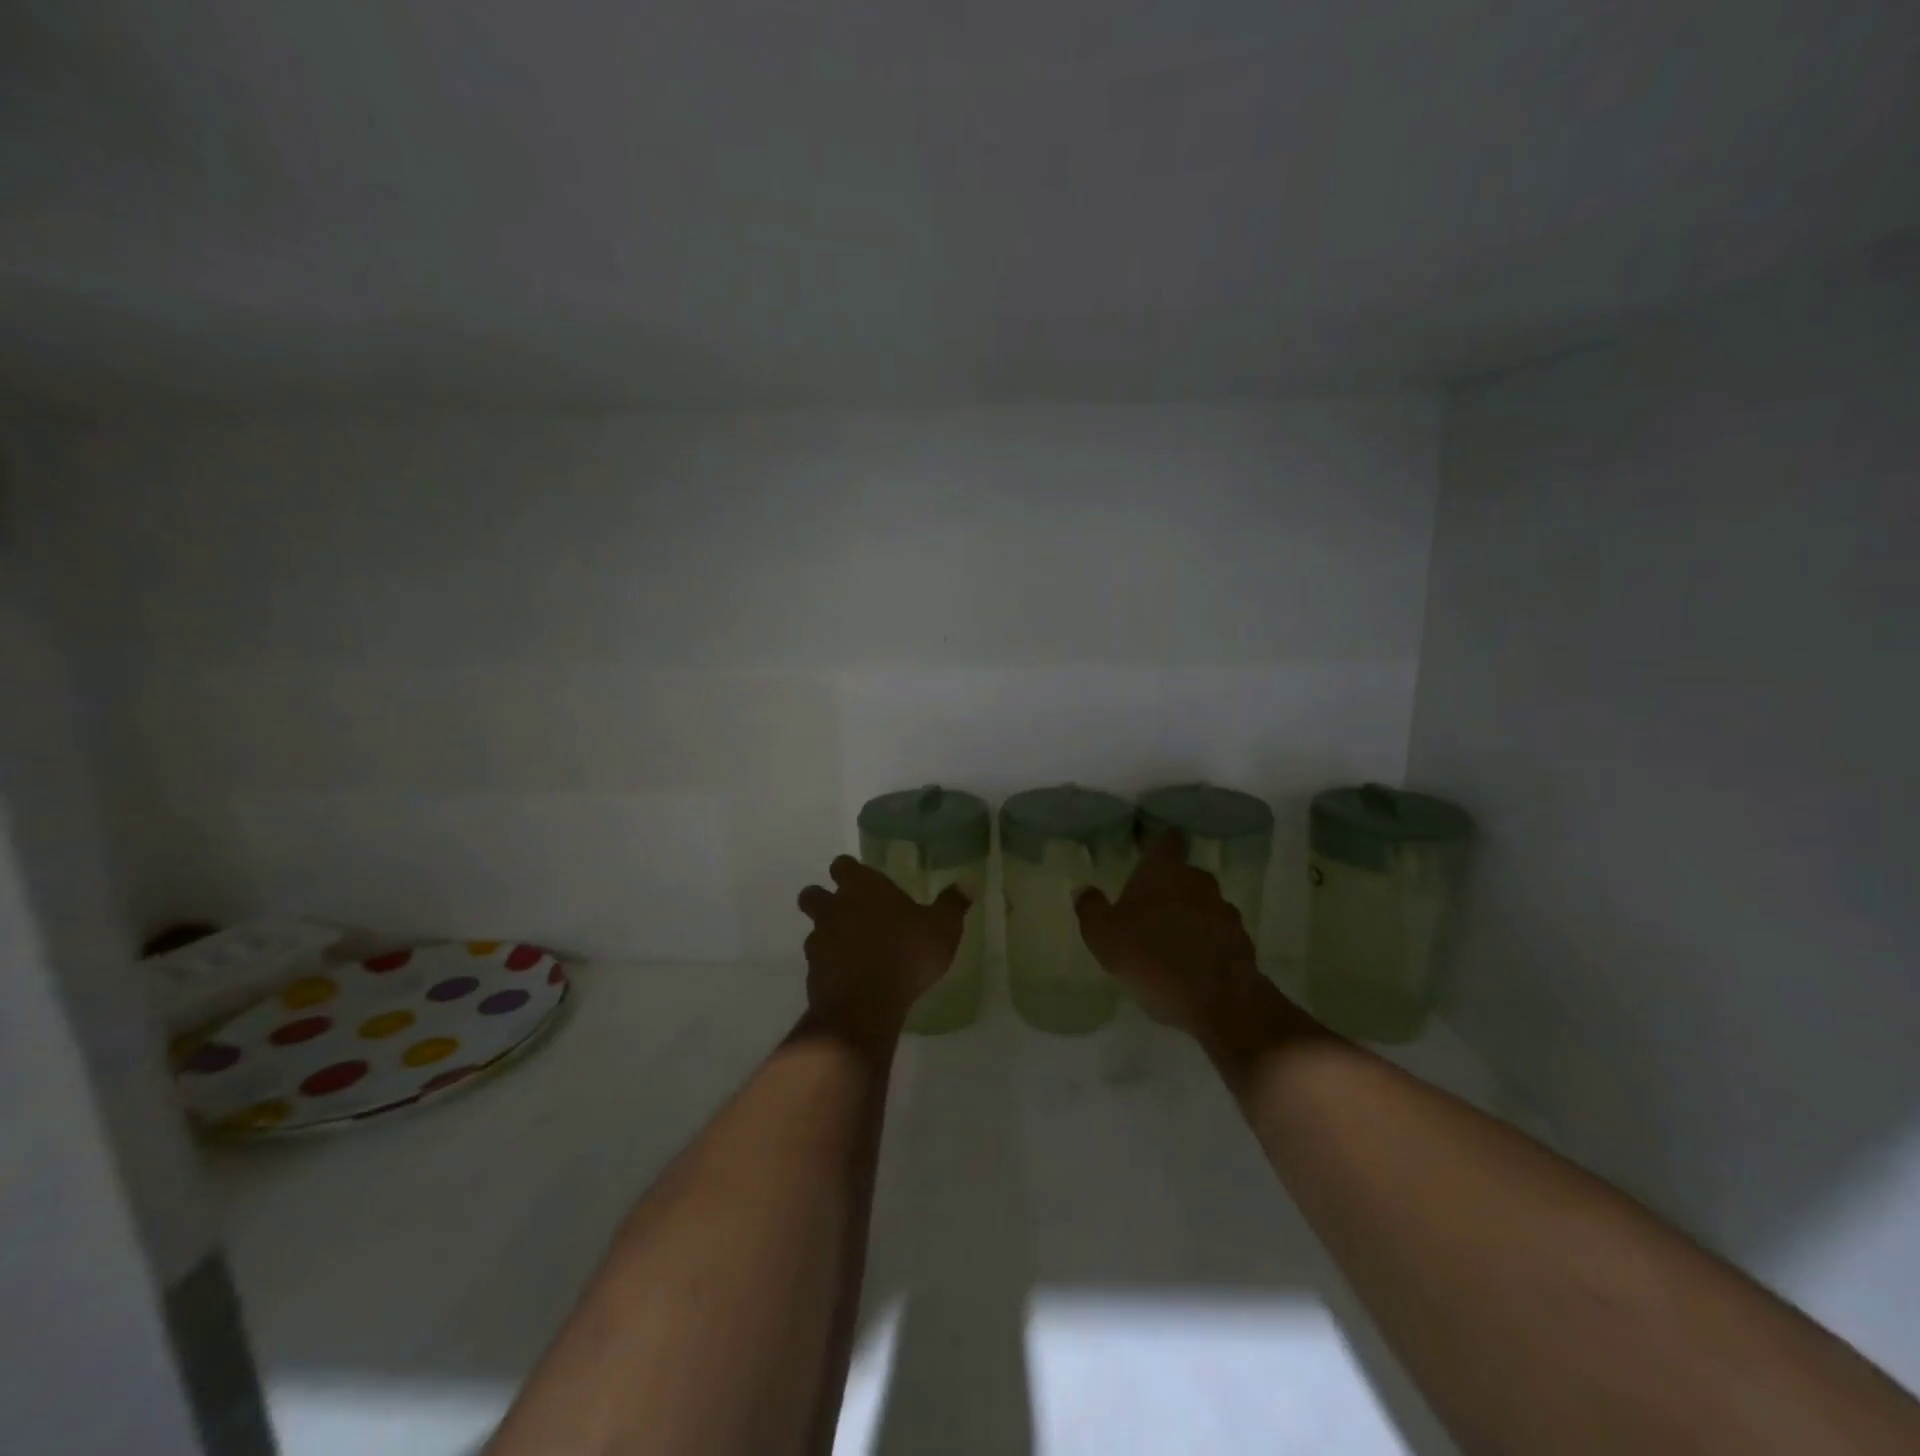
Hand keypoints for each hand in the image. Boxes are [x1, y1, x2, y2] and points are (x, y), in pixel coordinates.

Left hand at [798, 856, 969, 1045]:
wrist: (865, 1006)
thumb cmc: (907, 955)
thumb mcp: (943, 929)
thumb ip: (952, 905)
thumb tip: (967, 883)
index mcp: (862, 887)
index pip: (842, 865)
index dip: (849, 871)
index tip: (862, 881)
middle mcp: (834, 908)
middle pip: (813, 894)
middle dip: (823, 899)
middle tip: (846, 911)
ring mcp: (818, 940)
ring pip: (813, 929)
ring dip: (827, 935)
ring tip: (851, 949)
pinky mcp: (812, 973)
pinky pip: (817, 962)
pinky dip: (829, 966)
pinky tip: (849, 977)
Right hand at [1075, 831, 1268, 1037]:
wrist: (1220, 1001)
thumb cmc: (1153, 958)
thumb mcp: (1104, 937)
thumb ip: (1091, 909)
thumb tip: (1083, 889)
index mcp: (1164, 872)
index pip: (1166, 841)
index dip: (1160, 843)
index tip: (1152, 850)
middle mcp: (1198, 881)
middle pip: (1184, 875)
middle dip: (1169, 888)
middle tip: (1150, 908)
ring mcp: (1225, 910)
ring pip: (1203, 904)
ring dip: (1190, 916)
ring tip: (1171, 942)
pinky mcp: (1242, 940)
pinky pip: (1218, 933)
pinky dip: (1207, 942)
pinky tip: (1193, 964)